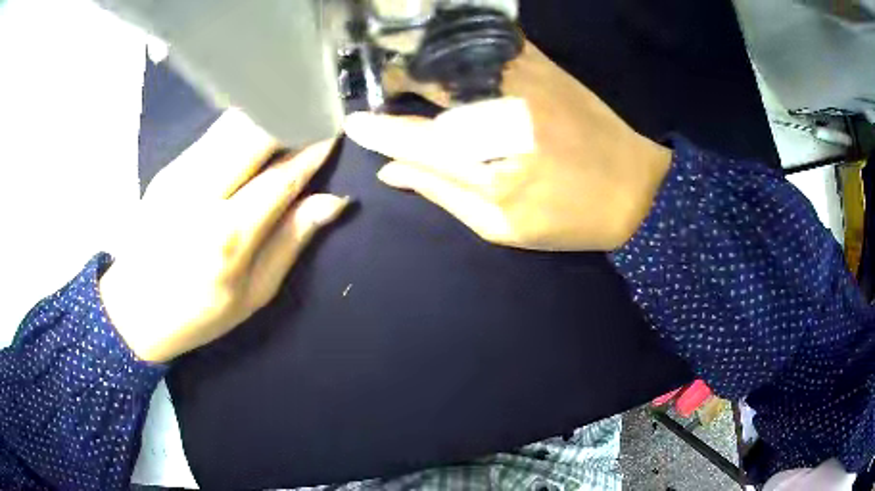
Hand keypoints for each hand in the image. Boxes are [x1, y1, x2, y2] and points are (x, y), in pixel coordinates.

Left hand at [100, 110, 348, 362]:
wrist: (133, 308)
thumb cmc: (198, 313)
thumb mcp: (253, 294)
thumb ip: (291, 242)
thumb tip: (331, 202)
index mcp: (228, 237)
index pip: (281, 178)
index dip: (312, 152)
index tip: (333, 132)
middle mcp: (201, 195)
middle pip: (253, 133)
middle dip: (290, 116)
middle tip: (313, 114)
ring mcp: (179, 175)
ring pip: (231, 124)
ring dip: (265, 114)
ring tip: (289, 114)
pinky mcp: (168, 167)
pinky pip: (214, 134)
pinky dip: (241, 125)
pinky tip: (253, 133)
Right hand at [345, 42, 671, 251]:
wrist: (634, 189)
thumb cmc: (568, 218)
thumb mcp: (501, 228)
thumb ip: (442, 195)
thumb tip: (391, 170)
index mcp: (490, 170)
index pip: (414, 139)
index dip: (379, 129)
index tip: (353, 123)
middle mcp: (501, 117)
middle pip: (429, 87)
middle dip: (395, 81)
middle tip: (378, 86)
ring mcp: (524, 84)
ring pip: (454, 60)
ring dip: (422, 60)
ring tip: (404, 67)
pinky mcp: (544, 67)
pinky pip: (490, 43)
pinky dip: (461, 43)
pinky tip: (448, 51)